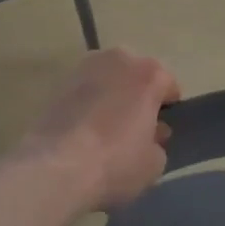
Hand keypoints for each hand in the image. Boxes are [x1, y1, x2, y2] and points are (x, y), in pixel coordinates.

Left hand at [21, 49, 181, 212]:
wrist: (56, 166)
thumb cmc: (115, 162)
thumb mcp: (153, 164)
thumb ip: (158, 143)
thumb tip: (150, 135)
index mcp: (149, 74)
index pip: (168, 86)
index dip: (167, 110)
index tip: (160, 132)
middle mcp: (120, 59)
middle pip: (137, 76)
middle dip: (138, 97)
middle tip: (133, 130)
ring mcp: (87, 66)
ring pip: (109, 79)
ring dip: (112, 96)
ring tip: (105, 130)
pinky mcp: (61, 81)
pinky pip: (85, 90)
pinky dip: (88, 103)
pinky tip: (83, 131)